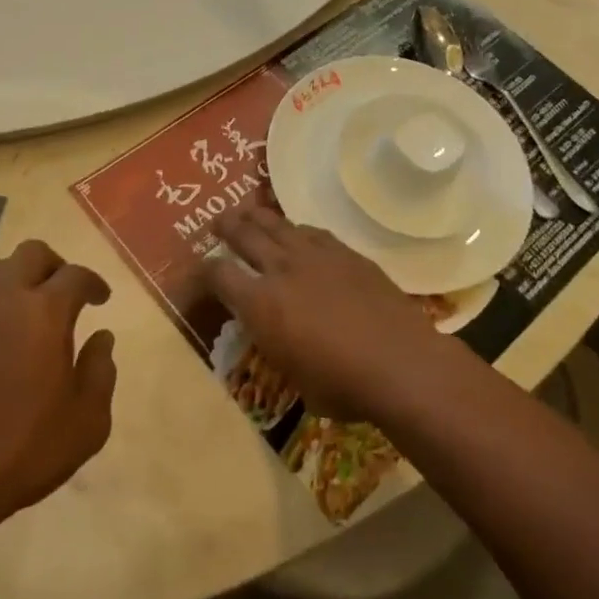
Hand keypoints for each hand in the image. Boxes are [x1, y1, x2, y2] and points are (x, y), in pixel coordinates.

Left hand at [0, 240, 115, 533]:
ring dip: (19, 285)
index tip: (100, 299)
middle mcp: (2, 300)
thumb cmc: (23, 452)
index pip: (76, 275)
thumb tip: (101, 338)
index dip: (93, 283)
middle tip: (64, 295)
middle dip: (55, 266)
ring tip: (29, 320)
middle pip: (32, 253)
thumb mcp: (86, 422)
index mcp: (44, 313)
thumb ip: (101, 371)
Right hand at [199, 205, 449, 422]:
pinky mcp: (347, 253)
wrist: (401, 364)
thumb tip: (272, 333)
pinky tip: (297, 232)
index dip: (202, 272)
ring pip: (278, 224)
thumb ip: (274, 345)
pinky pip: (312, 231)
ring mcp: (316, 256)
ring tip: (248, 213)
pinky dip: (297, 230)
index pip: (218, 275)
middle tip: (217, 222)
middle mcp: (282, 269)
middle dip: (226, 226)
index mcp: (261, 304)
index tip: (198, 272)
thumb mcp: (291, 375)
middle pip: (244, 234)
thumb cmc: (342, 386)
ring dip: (258, 217)